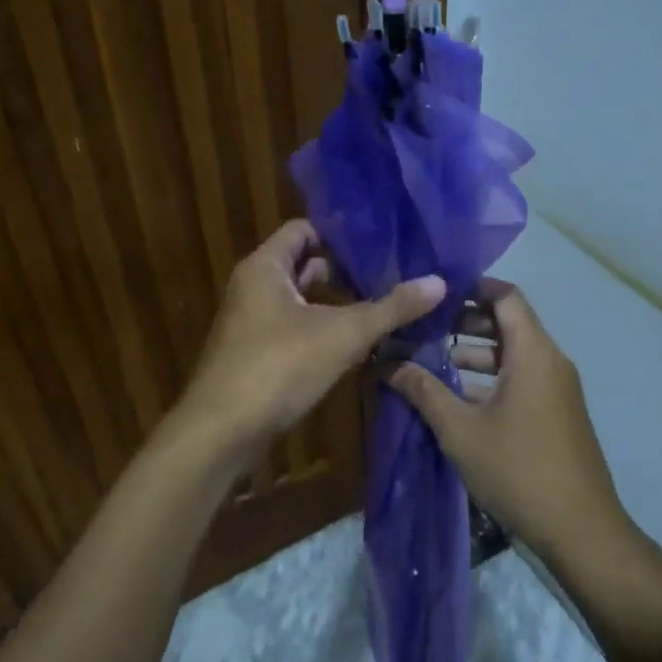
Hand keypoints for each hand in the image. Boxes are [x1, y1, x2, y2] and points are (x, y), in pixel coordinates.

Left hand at [179, 220, 443, 449]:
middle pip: (303, 264)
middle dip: (343, 269)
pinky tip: (354, 343)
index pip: (303, 229)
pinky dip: (322, 328)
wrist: (222, 431)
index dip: (340, 232)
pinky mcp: (255, 354)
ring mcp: (251, 322)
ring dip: (335, 302)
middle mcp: (253, 287)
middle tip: (389, 272)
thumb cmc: (278, 366)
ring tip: (380, 304)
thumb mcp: (343, 334)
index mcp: (265, 267)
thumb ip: (390, 308)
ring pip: (300, 300)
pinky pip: (294, 328)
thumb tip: (439, 282)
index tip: (380, 240)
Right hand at [385, 278, 632, 566]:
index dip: (472, 287)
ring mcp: (557, 389)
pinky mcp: (557, 413)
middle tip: (425, 326)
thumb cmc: (518, 469)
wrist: (581, 530)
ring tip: (432, 360)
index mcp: (533, 352)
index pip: (506, 296)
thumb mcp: (460, 430)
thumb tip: (387, 363)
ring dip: (476, 353)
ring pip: (514, 354)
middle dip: (466, 321)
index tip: (436, 291)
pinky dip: (491, 378)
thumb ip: (423, 391)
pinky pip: (522, 379)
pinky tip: (457, 398)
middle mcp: (550, 361)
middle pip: (509, 323)